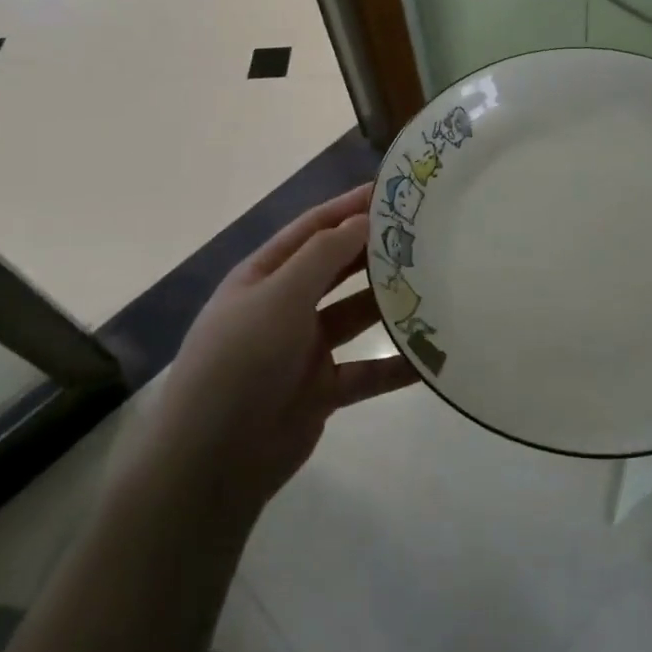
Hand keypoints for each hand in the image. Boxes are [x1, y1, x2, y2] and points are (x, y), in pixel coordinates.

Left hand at [144, 184, 418, 522]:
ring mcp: (303, 349)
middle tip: (425, 234)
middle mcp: (284, 306)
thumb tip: (362, 219)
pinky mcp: (322, 390)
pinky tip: (431, 358)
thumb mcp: (279, 296)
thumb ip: (323, 256)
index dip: (347, 208)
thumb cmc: (241, 360)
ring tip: (436, 285)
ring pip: (355, 317)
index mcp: (264, 276)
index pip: (311, 229)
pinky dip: (394, 366)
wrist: (214, 460)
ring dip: (389, 304)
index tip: (390, 191)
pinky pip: (366, 372)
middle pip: (336, 269)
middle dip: (373, 251)